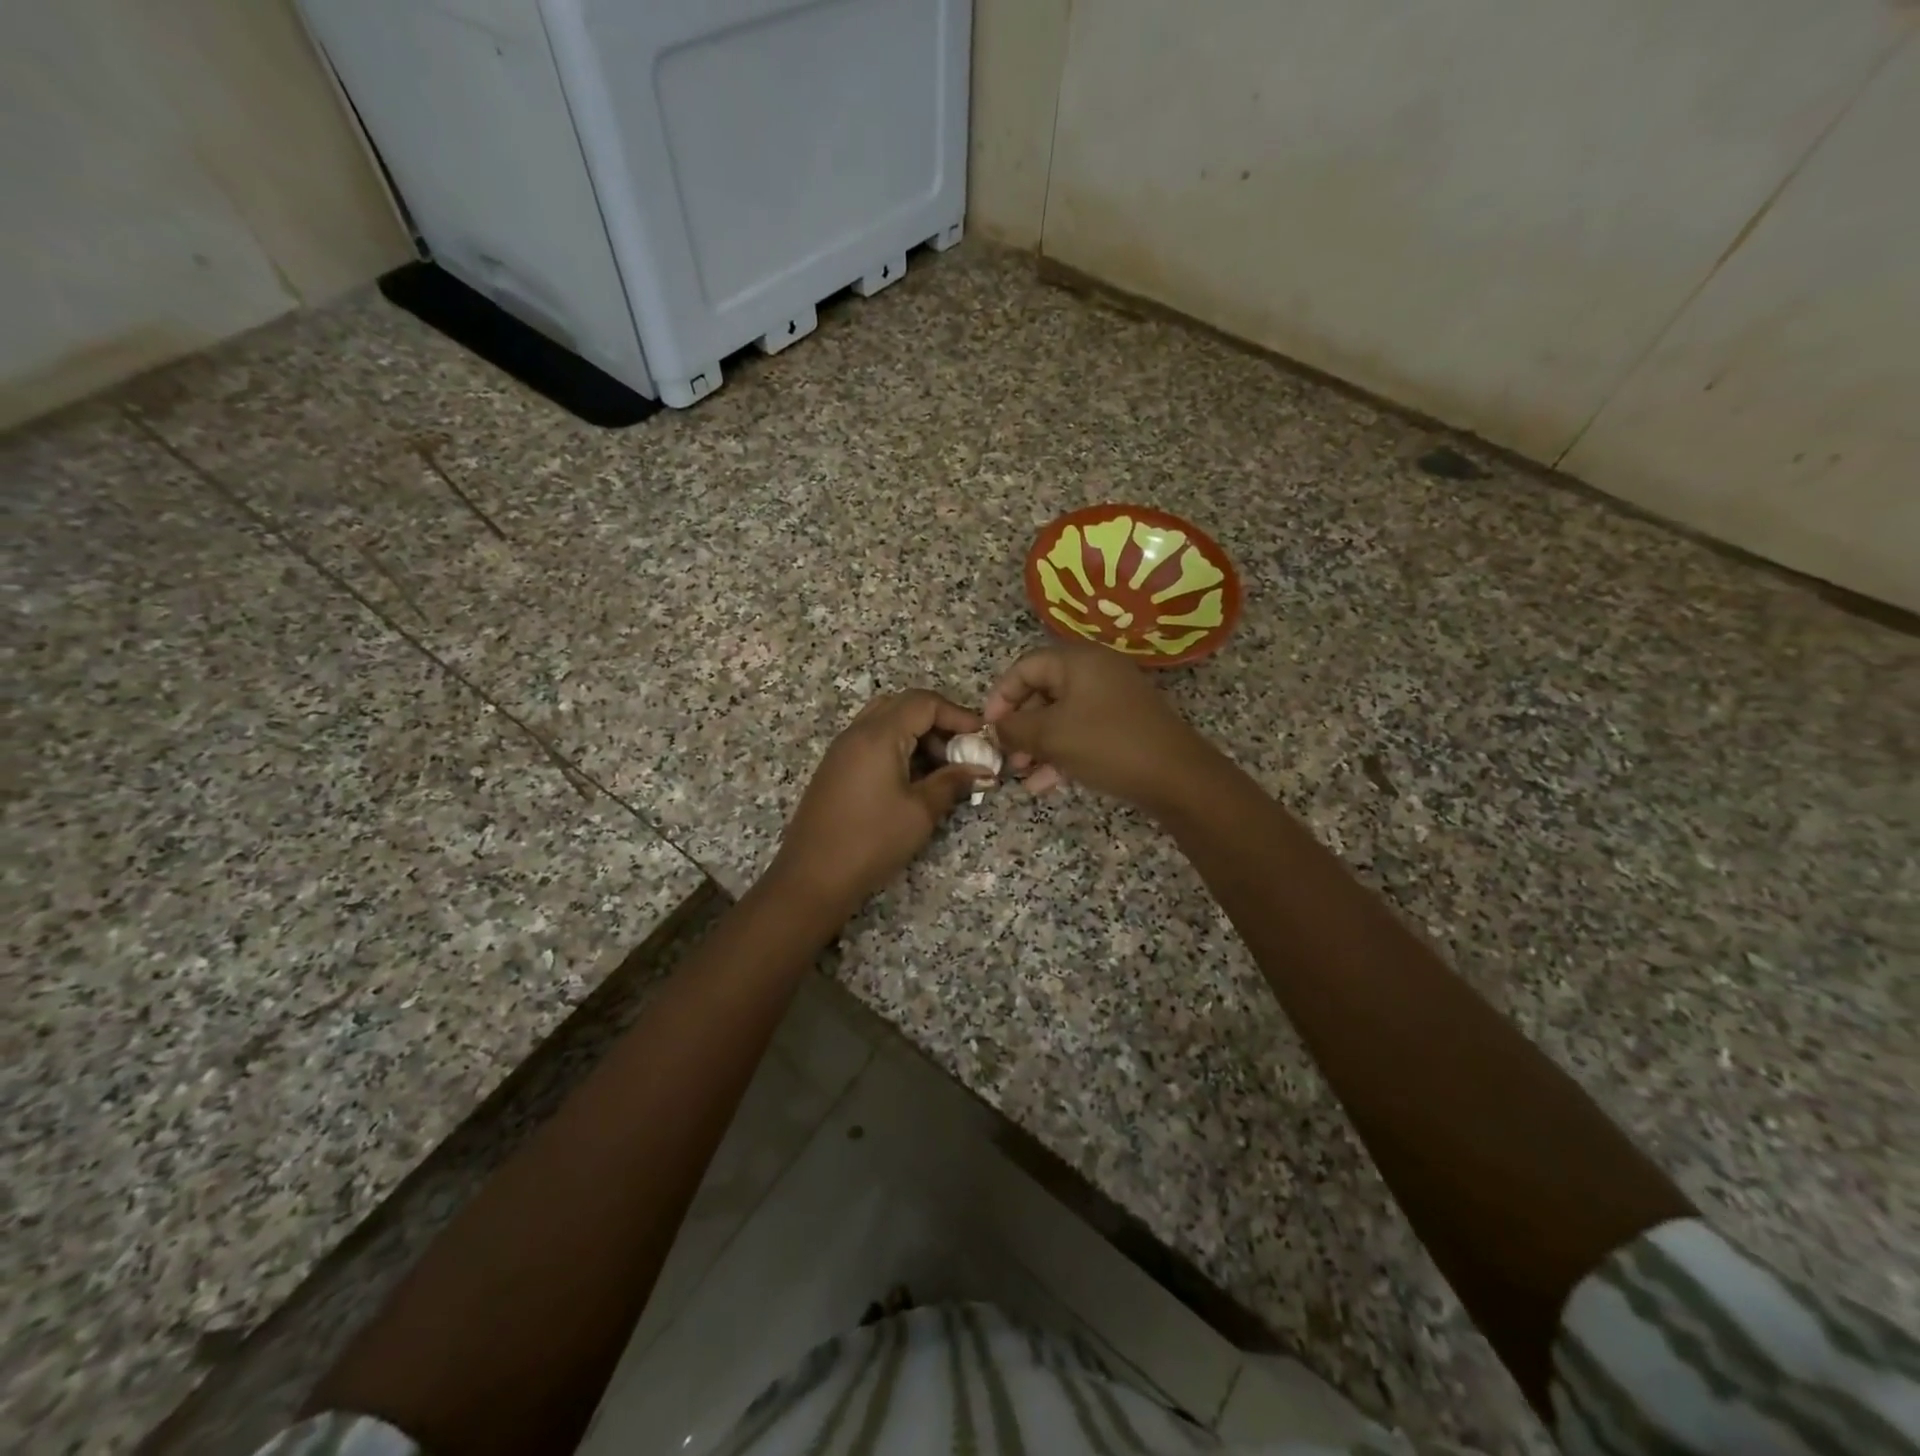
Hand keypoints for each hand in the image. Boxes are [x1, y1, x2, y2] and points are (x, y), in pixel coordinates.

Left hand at [768, 690, 992, 916]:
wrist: (812, 877)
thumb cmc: (871, 841)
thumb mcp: (920, 812)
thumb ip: (953, 782)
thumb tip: (983, 770)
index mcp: (878, 735)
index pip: (924, 702)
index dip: (958, 714)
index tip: (982, 738)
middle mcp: (857, 732)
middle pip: (903, 705)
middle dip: (938, 721)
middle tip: (962, 750)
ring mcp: (842, 749)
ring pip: (886, 720)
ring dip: (917, 733)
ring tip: (941, 767)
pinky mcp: (836, 768)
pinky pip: (872, 740)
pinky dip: (898, 746)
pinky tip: (913, 778)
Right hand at [984, 645, 1212, 809]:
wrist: (1176, 776)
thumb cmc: (1106, 744)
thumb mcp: (1051, 736)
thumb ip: (1014, 728)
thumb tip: (996, 728)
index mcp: (1077, 660)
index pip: (1024, 667)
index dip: (1000, 696)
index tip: (987, 727)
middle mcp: (1096, 671)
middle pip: (1043, 691)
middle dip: (1019, 726)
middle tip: (1005, 754)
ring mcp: (1113, 697)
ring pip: (1061, 716)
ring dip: (1037, 744)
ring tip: (1020, 774)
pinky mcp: (1124, 723)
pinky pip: (1082, 731)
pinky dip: (1061, 752)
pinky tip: (1044, 784)